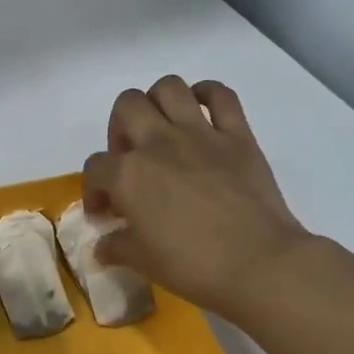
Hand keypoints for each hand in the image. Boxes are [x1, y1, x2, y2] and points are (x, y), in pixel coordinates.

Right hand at [82, 76, 309, 318]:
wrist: (258, 264)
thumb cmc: (192, 265)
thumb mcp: (141, 261)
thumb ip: (116, 246)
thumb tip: (103, 246)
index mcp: (128, 174)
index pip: (96, 167)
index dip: (95, 189)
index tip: (106, 213)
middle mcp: (158, 143)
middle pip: (127, 106)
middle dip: (120, 128)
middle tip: (130, 157)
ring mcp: (200, 134)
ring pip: (169, 87)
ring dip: (158, 102)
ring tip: (161, 129)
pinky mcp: (238, 135)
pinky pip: (221, 95)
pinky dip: (208, 95)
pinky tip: (201, 113)